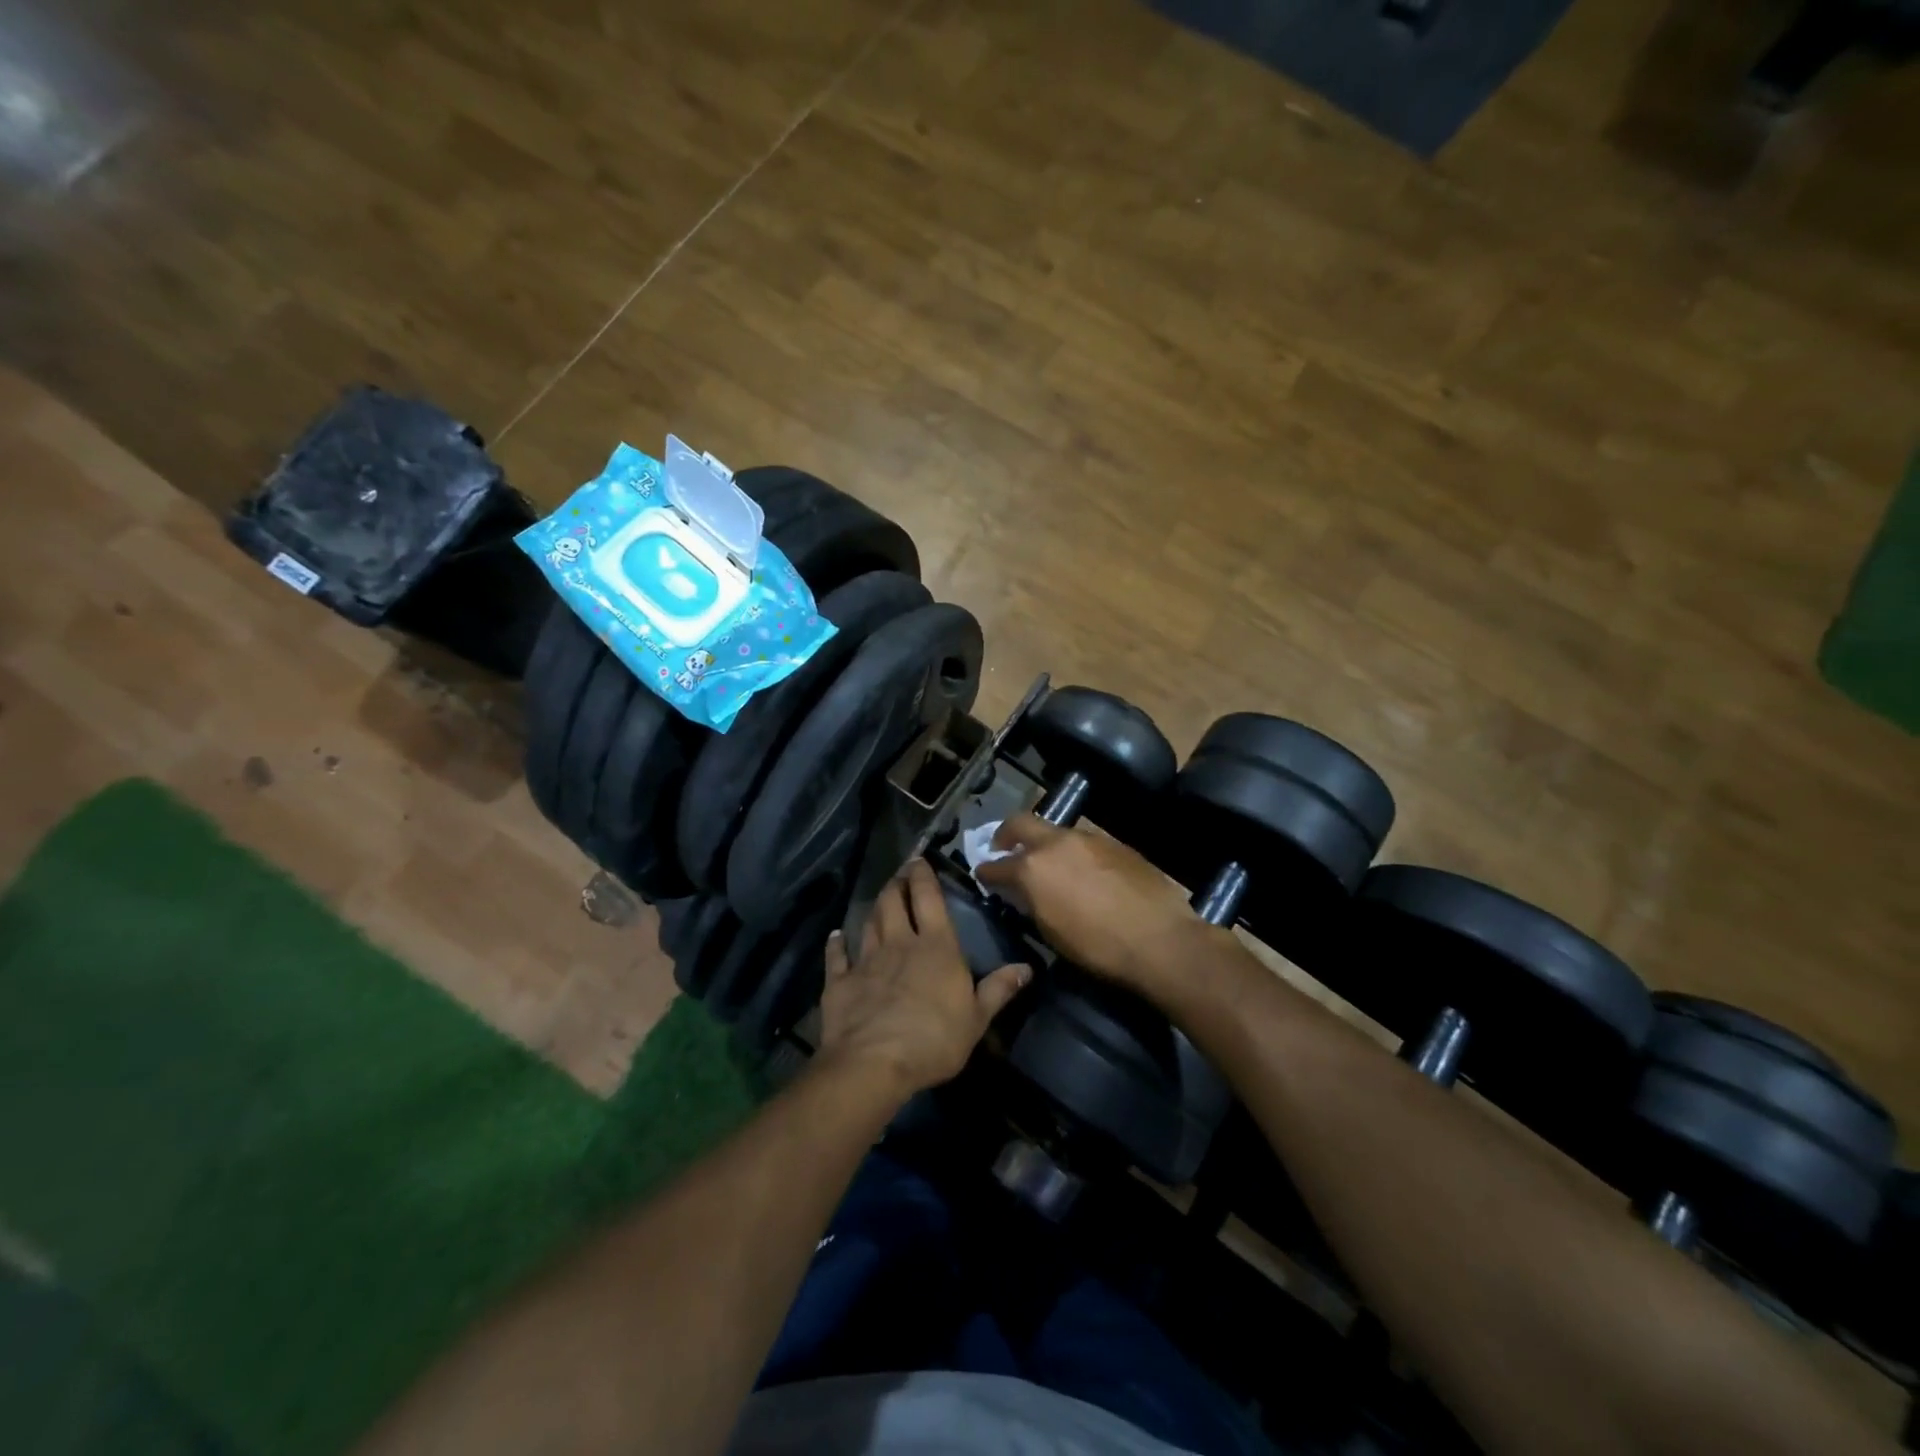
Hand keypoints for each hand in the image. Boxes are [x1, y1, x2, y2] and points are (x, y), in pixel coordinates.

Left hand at [816, 859, 1031, 1096]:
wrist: (874, 1063)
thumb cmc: (934, 1039)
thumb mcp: (977, 1019)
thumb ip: (999, 989)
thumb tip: (1028, 967)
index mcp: (936, 947)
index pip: (928, 899)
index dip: (923, 876)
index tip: (919, 859)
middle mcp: (899, 943)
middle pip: (894, 902)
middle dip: (897, 883)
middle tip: (899, 873)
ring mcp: (866, 961)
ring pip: (869, 922)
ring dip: (875, 907)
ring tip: (880, 897)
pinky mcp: (840, 982)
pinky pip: (837, 956)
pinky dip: (837, 944)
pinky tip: (836, 936)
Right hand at [976, 814, 1206, 998]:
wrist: (1159, 939)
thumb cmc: (1097, 947)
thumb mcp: (1051, 931)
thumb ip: (1031, 902)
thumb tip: (1023, 892)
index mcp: (1034, 867)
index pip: (997, 865)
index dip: (986, 870)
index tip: (982, 873)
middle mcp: (1057, 843)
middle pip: (1021, 823)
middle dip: (1006, 833)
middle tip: (1003, 846)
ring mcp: (1089, 838)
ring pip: (1056, 831)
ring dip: (1045, 843)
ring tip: (1047, 862)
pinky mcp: (1115, 843)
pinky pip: (1084, 842)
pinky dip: (1073, 851)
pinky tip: (1082, 870)